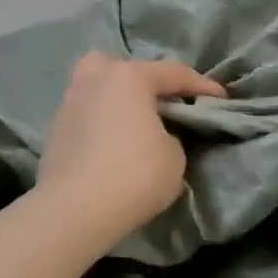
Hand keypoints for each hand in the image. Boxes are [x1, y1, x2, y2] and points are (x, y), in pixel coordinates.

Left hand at [36, 52, 226, 246]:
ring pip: (98, 88)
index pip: (174, 73)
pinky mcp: (55, 131)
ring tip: (135, 124)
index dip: (202, 85)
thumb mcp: (175, 157)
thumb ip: (171, 135)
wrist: (74, 210)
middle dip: (143, 79)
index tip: (221, 97)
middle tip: (161, 102)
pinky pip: (87, 114)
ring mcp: (69, 103)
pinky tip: (113, 143)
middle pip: (122, 67)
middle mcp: (95, 80)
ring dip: (118, 100)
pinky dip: (102, 122)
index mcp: (129, 77)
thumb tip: (156, 135)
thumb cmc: (134, 175)